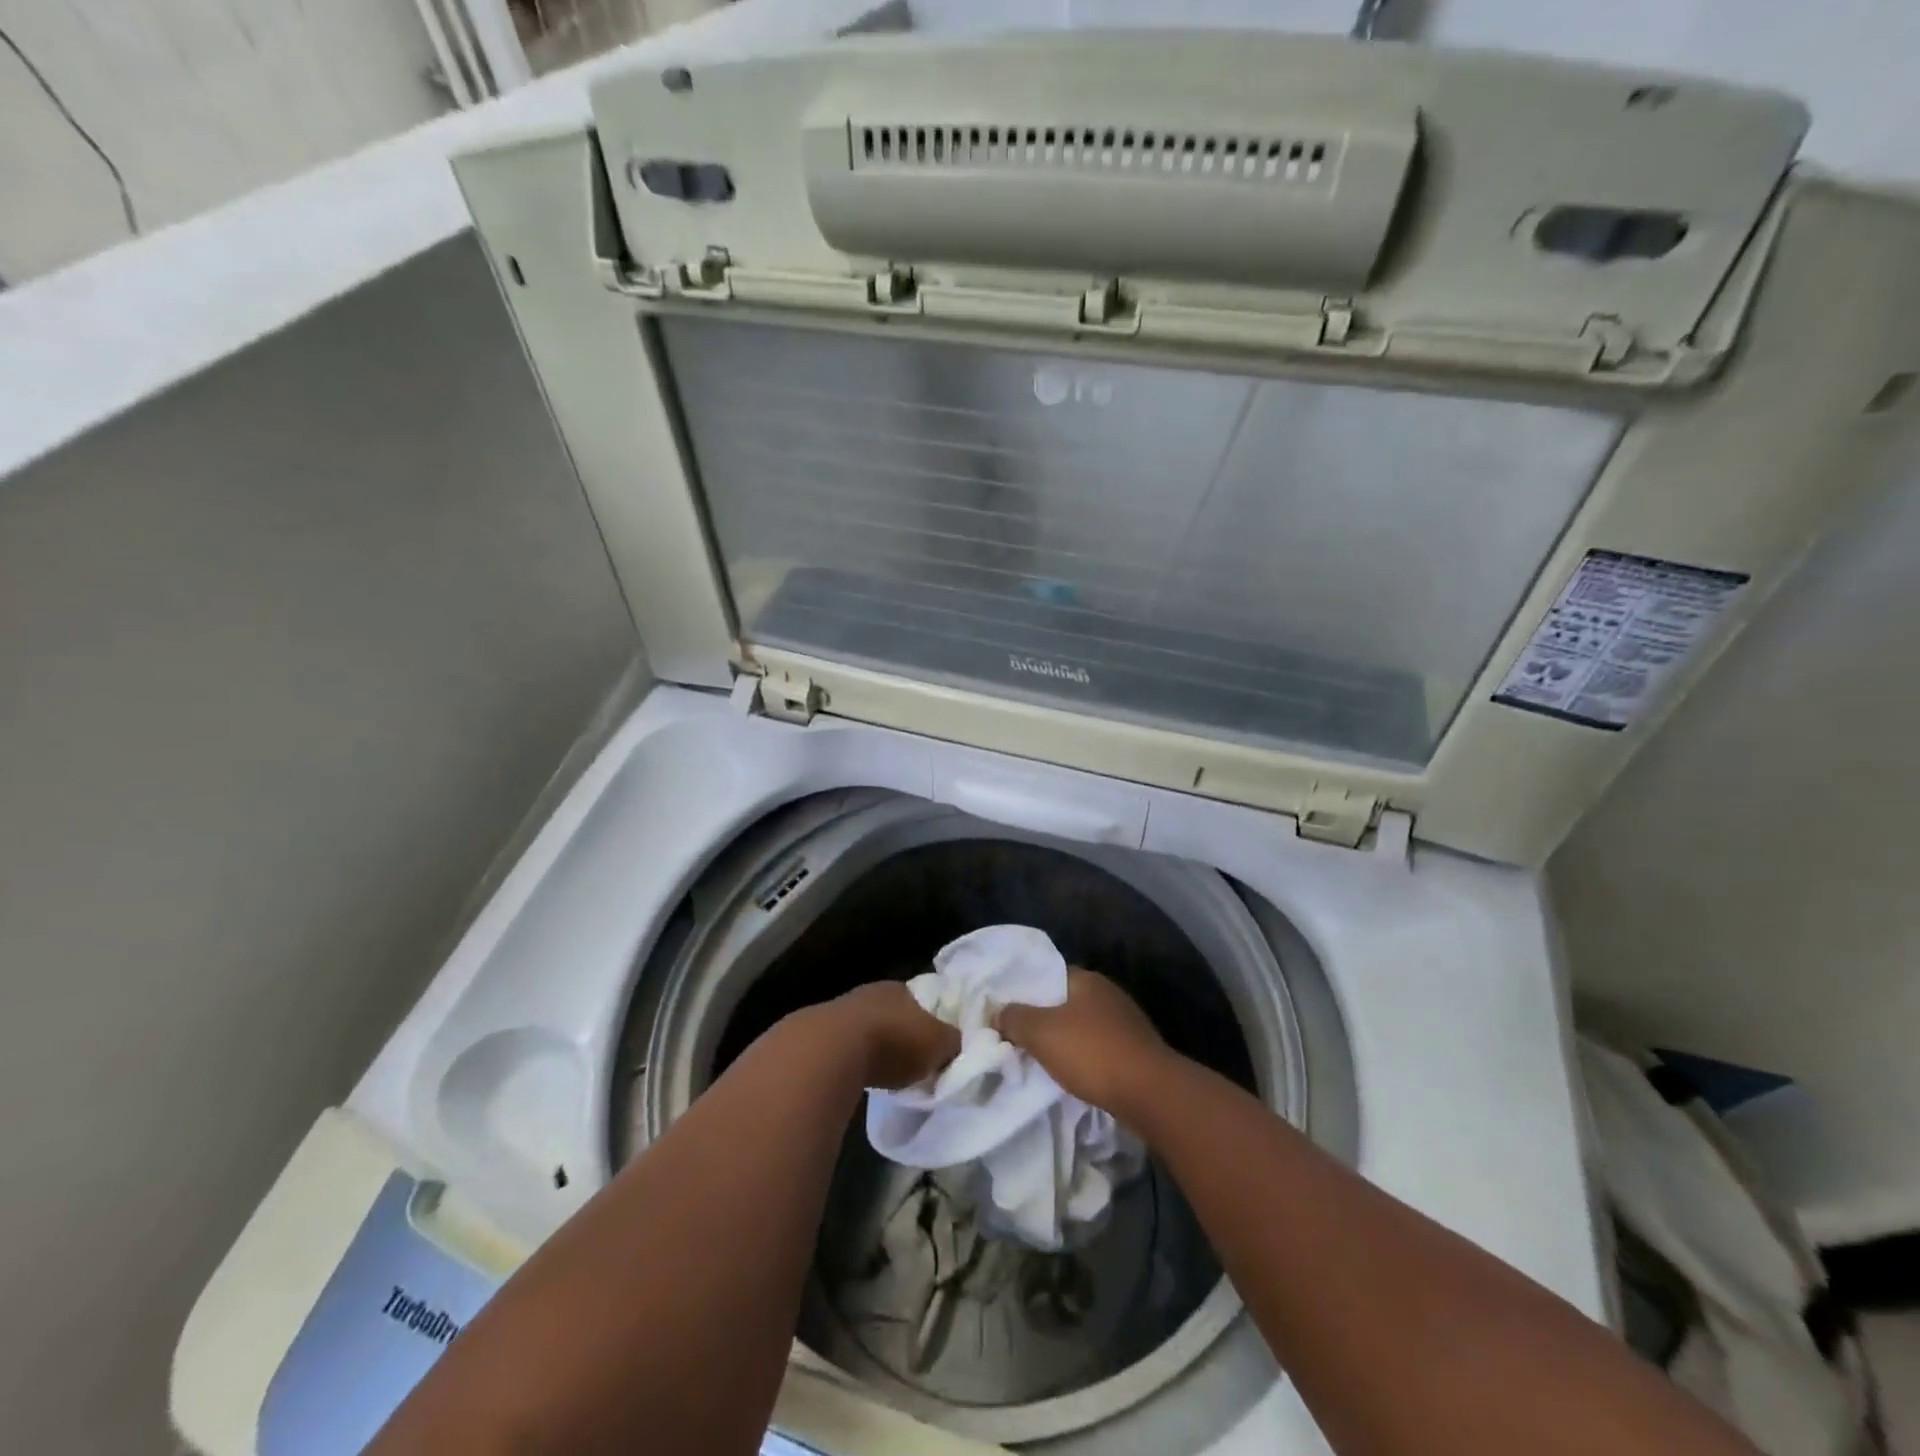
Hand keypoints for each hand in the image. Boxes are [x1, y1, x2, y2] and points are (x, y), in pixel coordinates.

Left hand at [830, 981, 960, 1089]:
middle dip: (904, 1033)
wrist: (834, 1051)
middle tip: (914, 1060)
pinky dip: (856, 1057)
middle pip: (896, 1013)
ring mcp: (845, 1008)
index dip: (933, 1022)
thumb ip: (952, 1042)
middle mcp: (875, 991)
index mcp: (905, 987)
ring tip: (886, 1070)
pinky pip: (848, 1044)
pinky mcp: (821, 1032)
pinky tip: (860, 1074)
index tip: (937, 1044)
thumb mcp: (939, 1045)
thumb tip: (957, 1045)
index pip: (924, 1001)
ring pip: (870, 1026)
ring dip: (878, 1045)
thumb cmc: (896, 1042)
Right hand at [996, 968, 1171, 1118]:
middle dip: (1043, 1017)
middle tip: (1017, 1036)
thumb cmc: (1092, 1052)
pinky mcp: (1136, 1051)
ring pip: (1083, 1026)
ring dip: (1065, 1040)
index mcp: (1087, 979)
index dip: (1025, 989)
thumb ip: (1014, 1018)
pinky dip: (1084, 1058)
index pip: (1048, 974)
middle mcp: (1108, 994)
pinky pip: (1099, 1048)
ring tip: (1040, 1058)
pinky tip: (1072, 1074)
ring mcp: (1126, 1022)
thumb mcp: (1041, 1032)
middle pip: (1065, 1001)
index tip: (1006, 1009)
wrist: (1150, 1093)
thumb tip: (997, 1011)